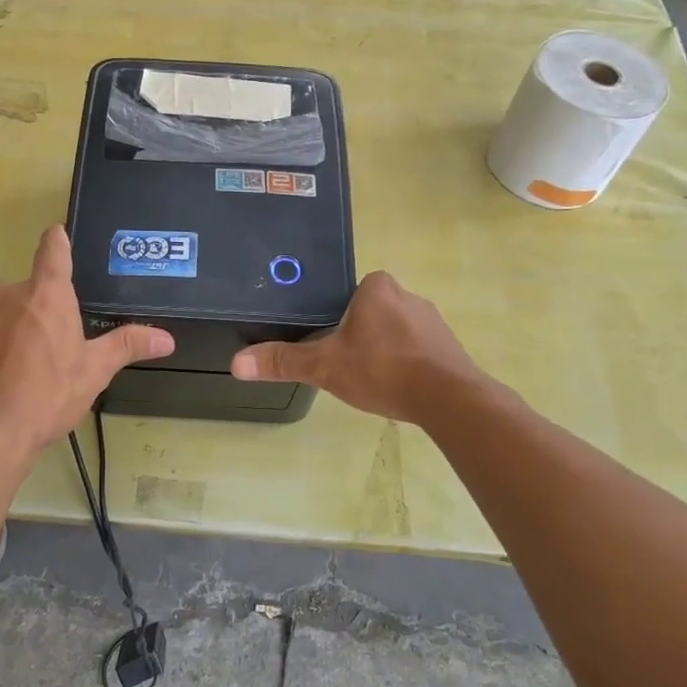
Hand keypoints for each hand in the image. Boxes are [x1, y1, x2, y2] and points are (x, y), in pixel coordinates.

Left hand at [0, 226, 172, 462]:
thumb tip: (167, 338)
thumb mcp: (95, 370)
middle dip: (55, 303)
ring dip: (33, 325)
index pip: (53, 248)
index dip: (61, 240)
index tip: (65, 238)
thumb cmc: (48, 393)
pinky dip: (14, 343)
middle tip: (76, 331)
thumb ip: (128, 345)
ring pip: (19, 310)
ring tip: (51, 359)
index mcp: (46, 293)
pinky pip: (2, 331)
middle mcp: (13, 295)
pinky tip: (25, 373)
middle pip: (38, 285)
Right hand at [231, 270, 494, 425]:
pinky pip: (416, 350)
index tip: (325, 341)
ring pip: (393, 332)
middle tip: (341, 363)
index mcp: (377, 287)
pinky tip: (395, 386)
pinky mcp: (448, 346)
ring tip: (368, 378)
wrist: (448, 398)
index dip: (333, 317)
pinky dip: (404, 364)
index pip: (347, 293)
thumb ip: (283, 362)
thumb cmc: (382, 369)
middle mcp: (408, 295)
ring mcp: (432, 321)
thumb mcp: (324, 366)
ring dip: (381, 351)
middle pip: (369, 312)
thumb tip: (237, 363)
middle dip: (356, 335)